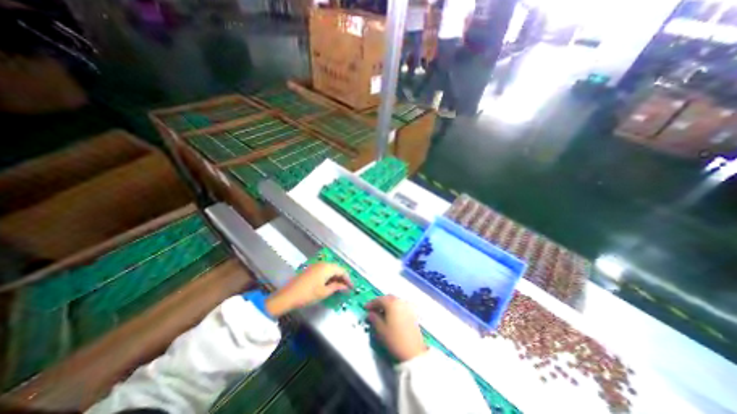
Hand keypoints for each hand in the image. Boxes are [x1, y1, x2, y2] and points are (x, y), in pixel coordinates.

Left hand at [263, 263, 352, 318]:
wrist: (288, 296)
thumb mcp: (324, 292)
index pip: (342, 271)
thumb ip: (336, 287)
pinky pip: (324, 270)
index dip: (348, 279)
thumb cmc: (308, 294)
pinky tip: (329, 284)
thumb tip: (345, 286)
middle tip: (346, 287)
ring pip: (330, 269)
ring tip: (339, 286)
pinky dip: (329, 276)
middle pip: (336, 268)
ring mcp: (316, 265)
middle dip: (342, 277)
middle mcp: (322, 264)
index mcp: (327, 268)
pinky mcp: (311, 269)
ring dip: (336, 277)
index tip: (352, 287)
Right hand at [364, 294, 426, 362]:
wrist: (413, 351)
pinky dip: (394, 308)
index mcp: (391, 303)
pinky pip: (400, 306)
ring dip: (387, 305)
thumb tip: (370, 313)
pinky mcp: (412, 313)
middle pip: (387, 298)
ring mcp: (407, 307)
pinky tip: (391, 316)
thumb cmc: (394, 339)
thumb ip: (374, 318)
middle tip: (373, 310)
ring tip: (381, 313)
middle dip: (379, 302)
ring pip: (394, 301)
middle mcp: (400, 301)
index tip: (365, 308)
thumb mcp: (380, 329)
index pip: (379, 299)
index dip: (371, 303)